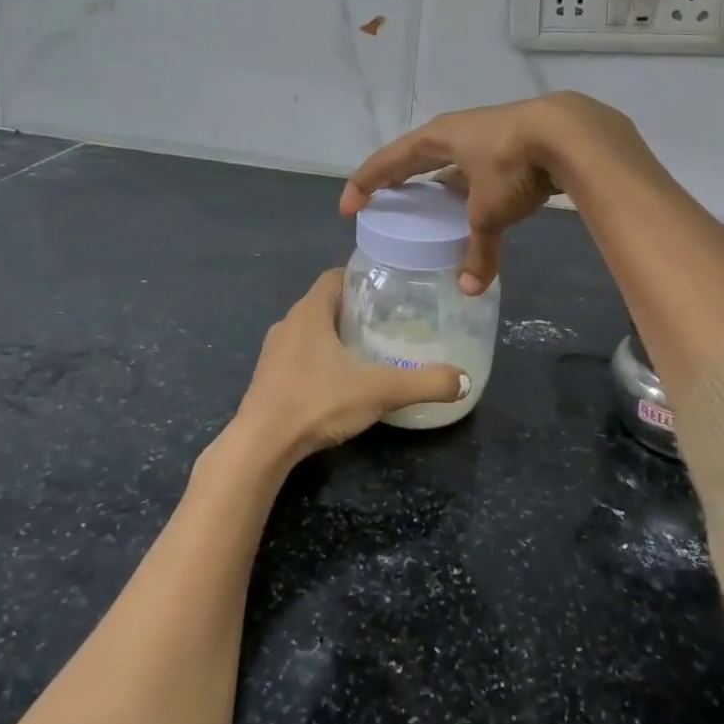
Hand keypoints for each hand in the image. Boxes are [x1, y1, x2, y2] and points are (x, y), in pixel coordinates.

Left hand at [229, 270, 468, 465]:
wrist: (260, 447)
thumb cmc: (317, 402)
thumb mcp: (379, 391)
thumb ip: (424, 383)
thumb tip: (463, 380)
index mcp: (309, 311)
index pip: (335, 276)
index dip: (361, 277)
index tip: (388, 287)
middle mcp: (288, 323)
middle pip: (324, 302)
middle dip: (354, 307)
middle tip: (388, 319)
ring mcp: (274, 352)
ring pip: (310, 330)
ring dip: (335, 334)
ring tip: (368, 348)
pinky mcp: (267, 378)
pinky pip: (298, 354)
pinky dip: (320, 357)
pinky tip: (339, 379)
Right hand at [342, 93, 637, 294]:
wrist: (570, 134)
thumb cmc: (512, 164)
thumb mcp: (490, 212)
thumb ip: (478, 250)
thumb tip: (470, 289)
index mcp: (438, 138)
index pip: (389, 160)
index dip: (366, 183)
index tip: (349, 208)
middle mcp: (457, 132)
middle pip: (416, 156)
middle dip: (398, 179)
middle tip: (383, 202)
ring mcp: (486, 135)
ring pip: (450, 161)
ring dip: (438, 183)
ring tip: (429, 209)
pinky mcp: (513, 144)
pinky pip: (477, 168)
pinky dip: (470, 187)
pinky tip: (476, 204)